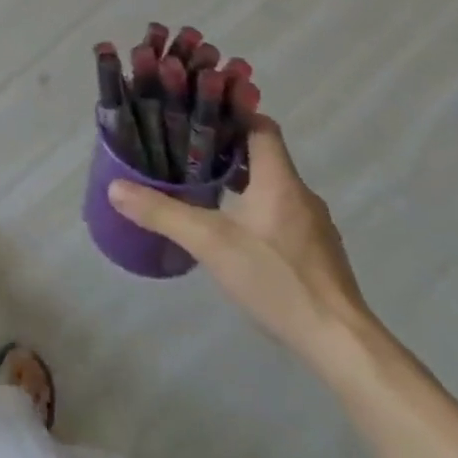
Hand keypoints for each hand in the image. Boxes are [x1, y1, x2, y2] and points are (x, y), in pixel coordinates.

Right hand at [108, 116, 371, 364]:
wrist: (342, 344)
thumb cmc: (278, 279)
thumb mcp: (210, 243)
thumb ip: (163, 213)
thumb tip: (115, 187)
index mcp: (279, 179)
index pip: (261, 126)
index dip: (233, 113)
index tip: (199, 113)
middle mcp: (301, 194)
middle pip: (265, 155)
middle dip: (228, 149)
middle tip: (188, 151)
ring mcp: (314, 226)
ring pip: (273, 186)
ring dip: (242, 181)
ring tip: (205, 189)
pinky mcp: (318, 255)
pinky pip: (283, 215)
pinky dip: (257, 210)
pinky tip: (236, 234)